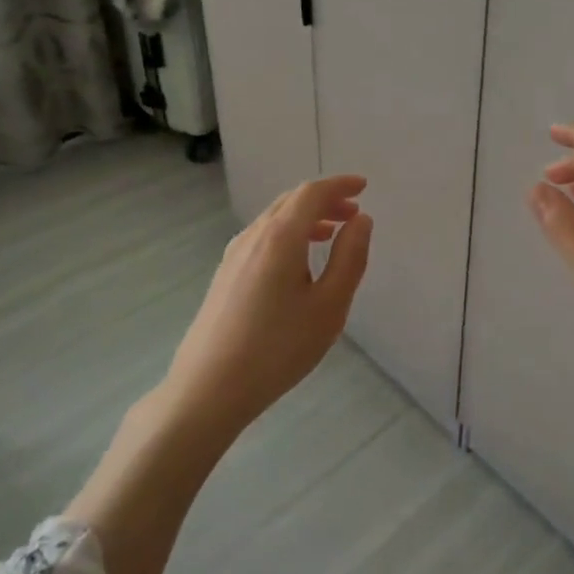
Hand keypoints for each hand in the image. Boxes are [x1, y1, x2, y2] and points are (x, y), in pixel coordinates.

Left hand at [161, 174, 372, 435]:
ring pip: (274, 219)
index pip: (311, 193)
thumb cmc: (278, 348)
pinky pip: (262, 238)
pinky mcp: (224, 276)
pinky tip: (297, 262)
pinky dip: (288, 234)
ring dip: (306, 218)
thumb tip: (361, 220)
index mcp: (280, 236)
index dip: (339, 185)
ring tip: (331, 234)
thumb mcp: (329, 306)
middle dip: (324, 200)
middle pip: (291, 201)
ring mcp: (233, 255)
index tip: (364, 186)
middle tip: (353, 212)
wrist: (209, 389)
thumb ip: (349, 258)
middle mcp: (253, 236)